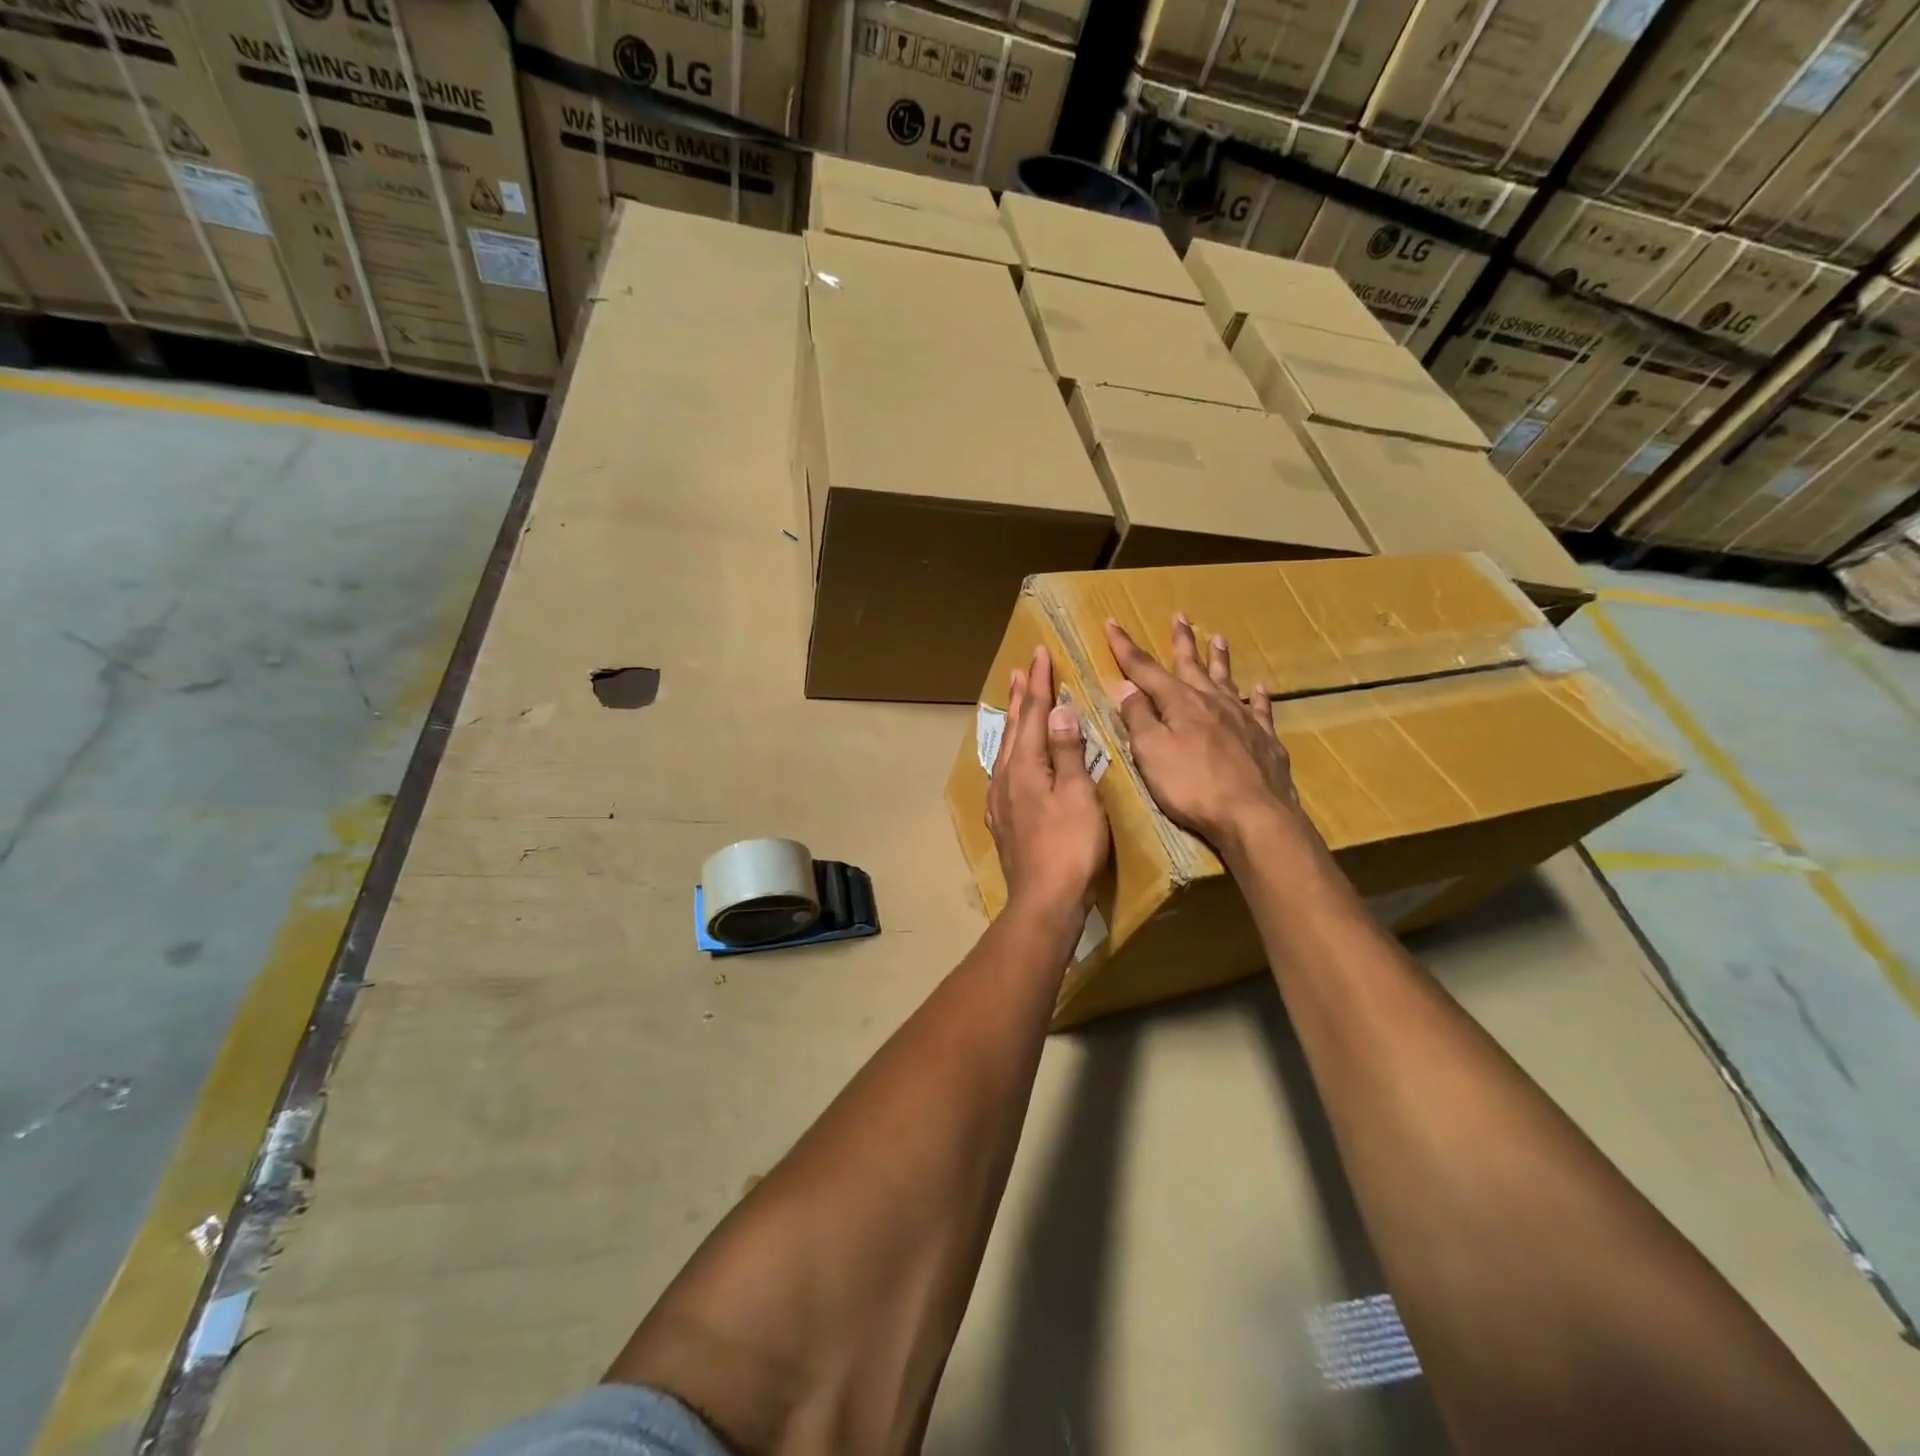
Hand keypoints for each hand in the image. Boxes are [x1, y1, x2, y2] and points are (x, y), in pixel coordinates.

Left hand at [985, 645, 1110, 919]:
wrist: (1044, 900)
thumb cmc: (1070, 846)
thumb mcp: (1078, 794)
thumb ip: (1067, 751)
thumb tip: (1058, 709)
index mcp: (1025, 765)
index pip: (1032, 713)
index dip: (1039, 682)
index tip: (1040, 654)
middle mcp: (1005, 777)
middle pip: (1013, 728)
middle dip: (1020, 696)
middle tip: (1021, 668)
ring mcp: (1000, 801)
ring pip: (1005, 750)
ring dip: (1012, 722)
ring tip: (1014, 703)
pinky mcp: (1003, 821)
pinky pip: (1003, 773)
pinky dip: (1009, 754)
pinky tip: (1009, 763)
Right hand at [1104, 615, 1308, 856]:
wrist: (1253, 814)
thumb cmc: (1192, 786)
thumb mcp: (1151, 752)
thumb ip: (1138, 718)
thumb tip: (1126, 686)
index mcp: (1179, 703)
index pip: (1144, 669)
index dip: (1125, 647)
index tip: (1112, 623)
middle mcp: (1211, 702)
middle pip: (1191, 665)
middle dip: (1181, 641)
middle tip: (1180, 616)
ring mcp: (1241, 719)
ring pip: (1227, 680)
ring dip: (1219, 659)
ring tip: (1218, 638)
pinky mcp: (1265, 739)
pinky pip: (1260, 710)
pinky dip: (1257, 697)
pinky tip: (1258, 688)